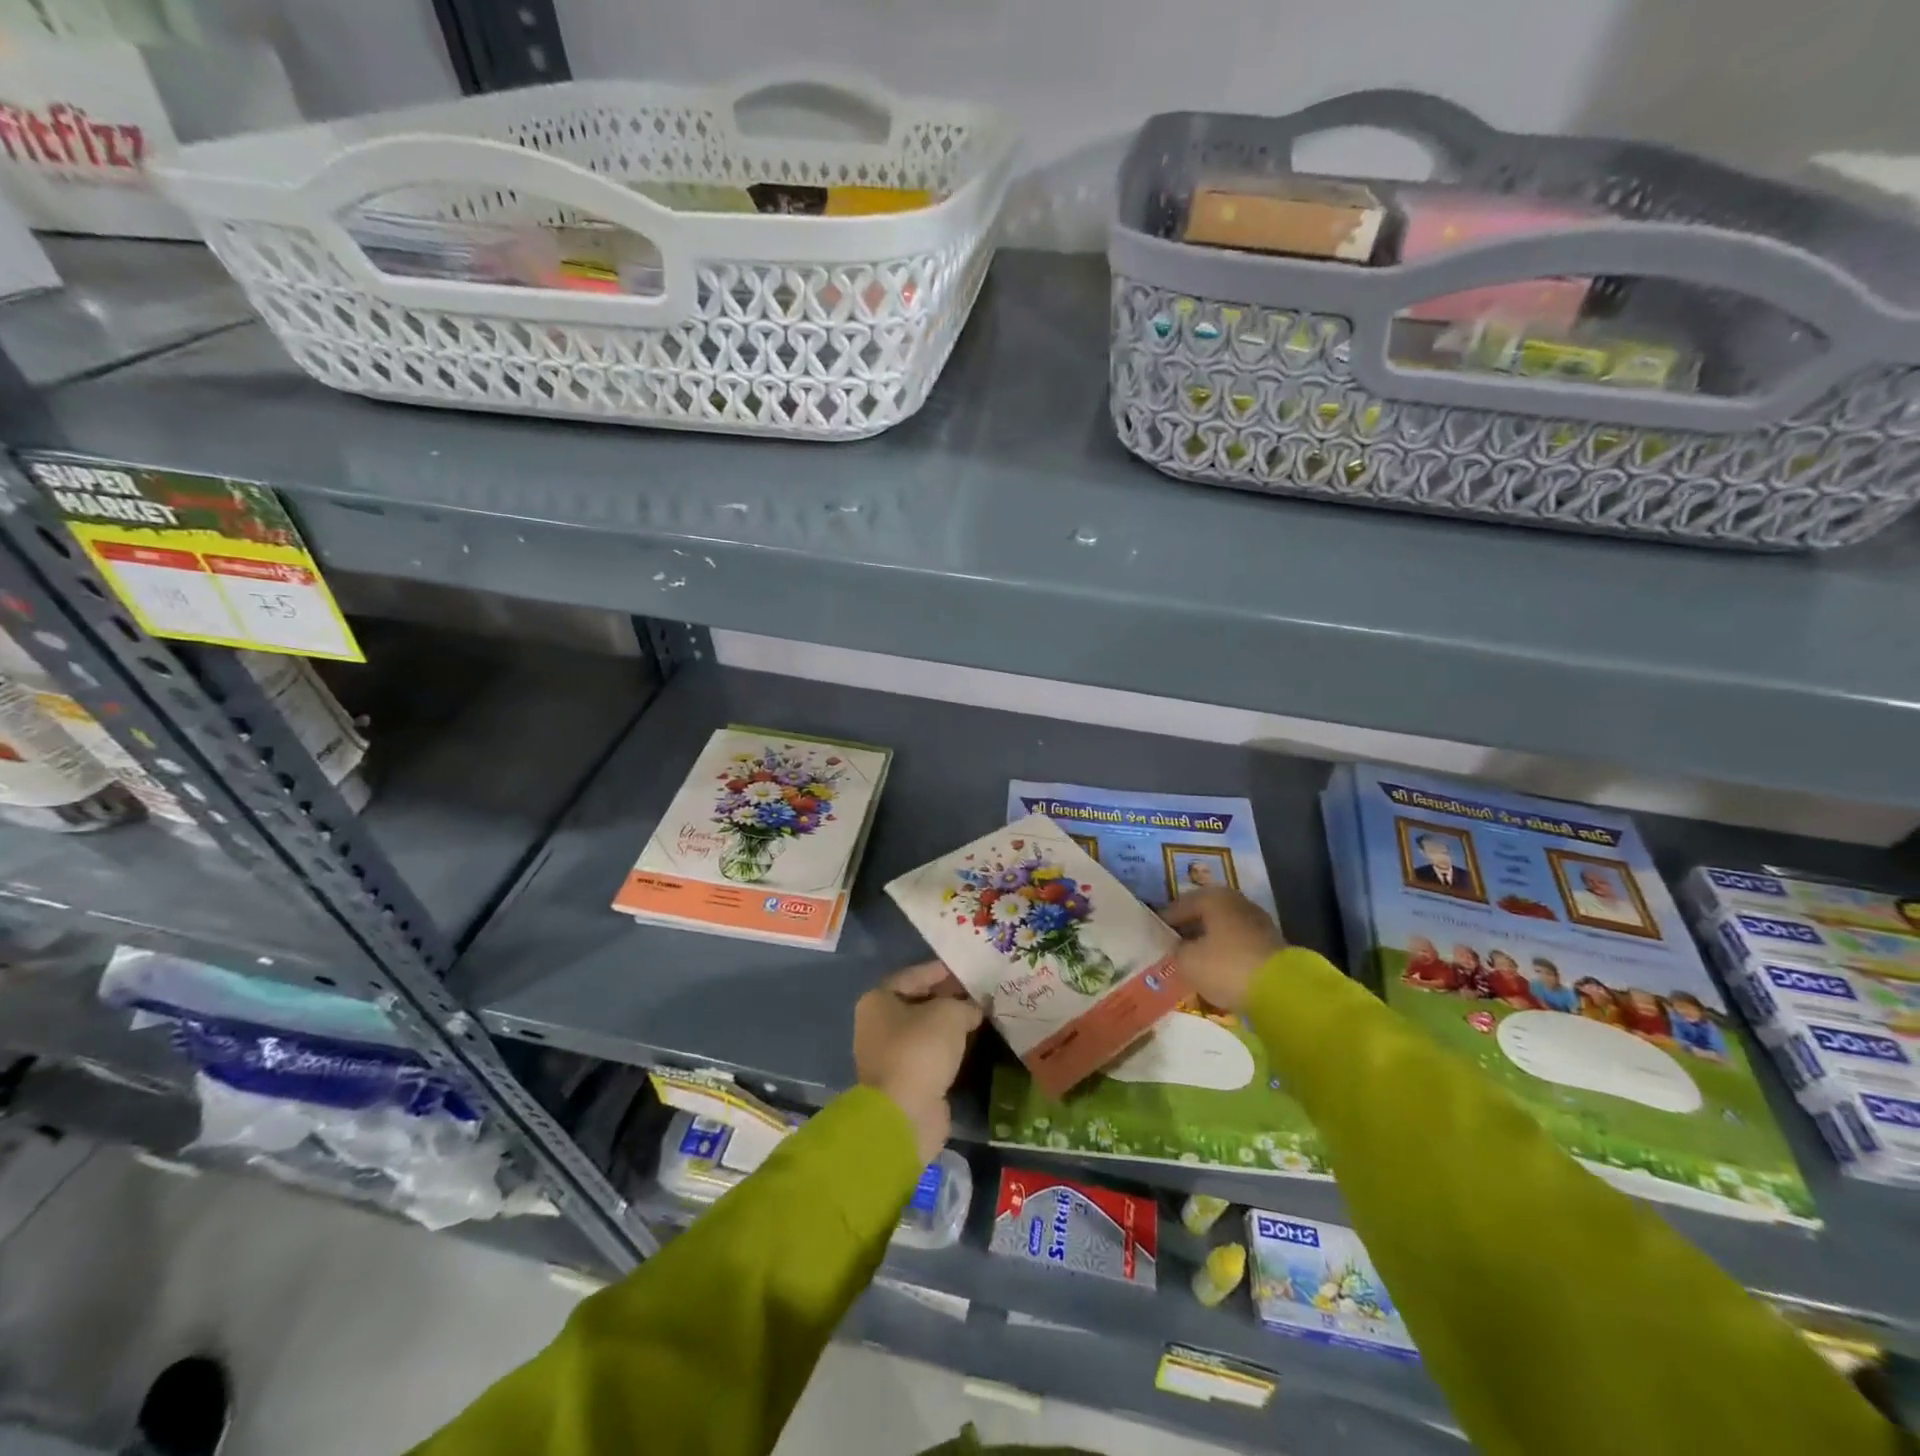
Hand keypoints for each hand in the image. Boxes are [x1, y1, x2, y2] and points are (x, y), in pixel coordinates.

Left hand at [854, 961, 983, 1162]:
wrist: (905, 1114)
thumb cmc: (920, 1050)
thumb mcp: (950, 1014)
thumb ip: (965, 1005)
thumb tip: (974, 1008)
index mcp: (878, 1001)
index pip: (912, 976)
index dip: (940, 971)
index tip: (965, 970)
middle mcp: (876, 1025)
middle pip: (916, 1003)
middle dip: (946, 998)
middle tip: (976, 993)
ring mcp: (888, 1056)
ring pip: (923, 1031)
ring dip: (948, 1025)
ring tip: (978, 1016)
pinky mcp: (903, 1082)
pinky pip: (928, 1055)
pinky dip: (946, 1049)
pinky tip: (969, 1044)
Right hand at [1162, 889, 1283, 1012]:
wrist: (1282, 991)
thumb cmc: (1226, 966)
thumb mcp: (1187, 961)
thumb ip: (1176, 950)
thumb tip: (1179, 948)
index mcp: (1213, 897)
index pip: (1179, 906)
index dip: (1163, 923)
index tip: (1152, 937)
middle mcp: (1236, 902)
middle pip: (1203, 915)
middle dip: (1188, 931)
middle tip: (1171, 948)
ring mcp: (1257, 922)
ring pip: (1222, 930)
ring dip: (1207, 942)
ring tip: (1192, 961)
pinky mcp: (1271, 944)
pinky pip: (1237, 945)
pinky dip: (1225, 953)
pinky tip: (1216, 968)